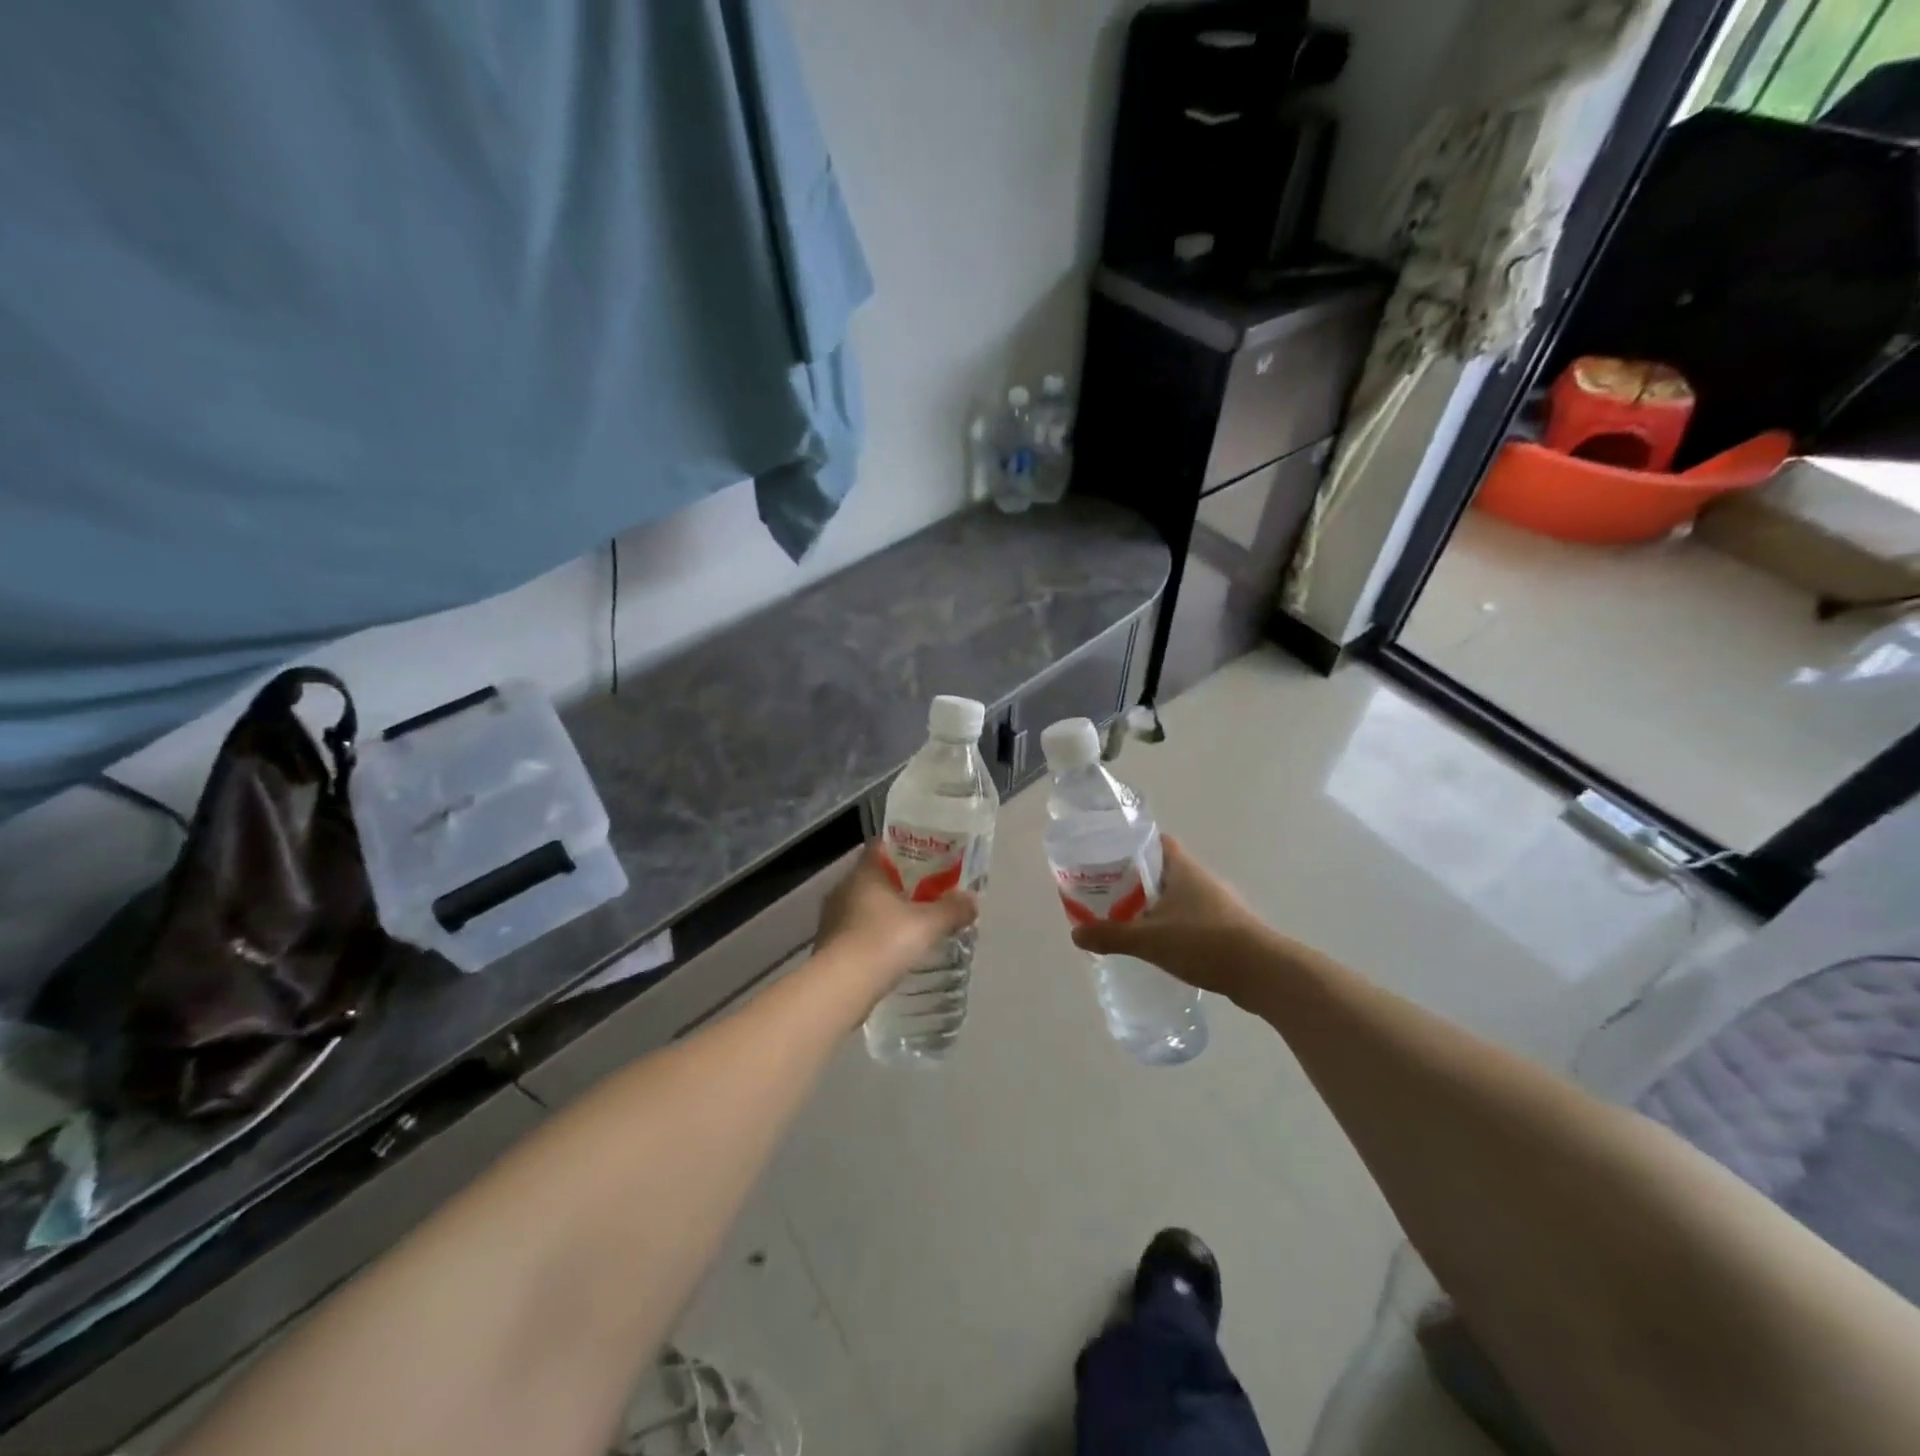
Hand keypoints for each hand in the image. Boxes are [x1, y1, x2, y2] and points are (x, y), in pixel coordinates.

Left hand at [810, 845, 978, 1016]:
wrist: (840, 988)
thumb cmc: (883, 942)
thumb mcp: (927, 925)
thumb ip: (952, 910)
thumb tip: (973, 900)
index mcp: (864, 872)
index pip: (881, 846)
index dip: (904, 849)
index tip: (926, 858)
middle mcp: (843, 888)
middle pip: (875, 876)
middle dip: (900, 883)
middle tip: (928, 891)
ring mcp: (832, 917)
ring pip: (864, 904)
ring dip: (886, 911)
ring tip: (913, 922)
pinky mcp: (829, 944)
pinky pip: (857, 929)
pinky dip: (874, 933)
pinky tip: (892, 948)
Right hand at [1069, 835, 1283, 1004]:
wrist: (1262, 972)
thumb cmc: (1203, 942)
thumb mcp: (1148, 939)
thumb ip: (1111, 936)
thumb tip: (1075, 934)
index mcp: (1183, 868)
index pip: (1156, 841)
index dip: (1132, 845)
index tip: (1108, 858)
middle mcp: (1201, 878)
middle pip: (1164, 869)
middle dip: (1138, 880)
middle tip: (1109, 894)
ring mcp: (1219, 903)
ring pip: (1179, 896)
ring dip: (1157, 905)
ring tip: (1130, 921)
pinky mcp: (1228, 927)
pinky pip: (1192, 918)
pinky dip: (1175, 926)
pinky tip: (1161, 945)